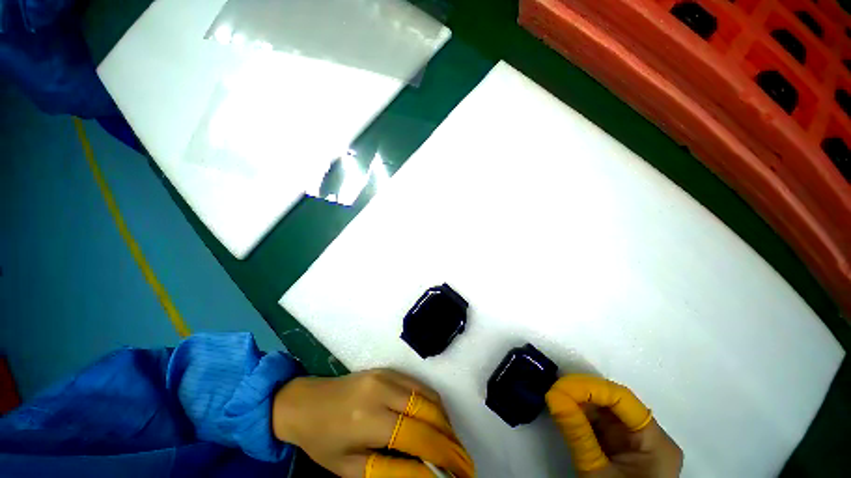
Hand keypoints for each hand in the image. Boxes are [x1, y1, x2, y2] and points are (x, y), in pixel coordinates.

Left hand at [272, 369, 473, 477]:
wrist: (306, 402)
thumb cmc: (323, 440)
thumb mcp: (350, 468)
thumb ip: (391, 471)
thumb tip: (427, 475)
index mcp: (368, 419)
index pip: (417, 438)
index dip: (444, 456)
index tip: (461, 473)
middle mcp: (382, 391)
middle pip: (428, 412)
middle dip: (450, 438)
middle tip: (462, 460)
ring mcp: (386, 375)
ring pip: (427, 395)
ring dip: (445, 420)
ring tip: (451, 443)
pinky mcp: (388, 369)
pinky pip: (419, 385)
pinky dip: (433, 403)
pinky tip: (436, 419)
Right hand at [546, 375, 682, 477]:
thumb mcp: (596, 472)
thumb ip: (577, 433)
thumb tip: (552, 395)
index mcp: (655, 441)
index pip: (622, 399)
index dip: (590, 387)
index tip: (560, 385)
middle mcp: (649, 436)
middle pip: (613, 404)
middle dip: (581, 395)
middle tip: (553, 391)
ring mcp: (636, 442)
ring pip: (604, 413)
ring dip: (578, 405)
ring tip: (555, 400)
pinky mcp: (623, 448)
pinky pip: (601, 425)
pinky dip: (581, 419)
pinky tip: (565, 413)